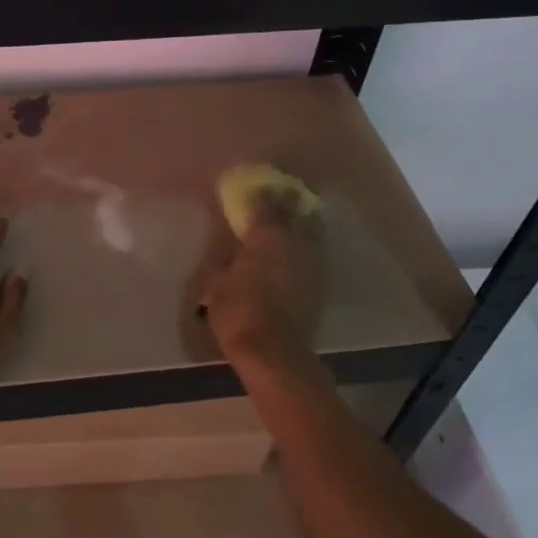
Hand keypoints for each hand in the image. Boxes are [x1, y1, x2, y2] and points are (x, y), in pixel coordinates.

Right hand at [198, 191, 326, 366]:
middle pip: (295, 211)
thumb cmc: (238, 311)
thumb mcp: (216, 282)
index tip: (253, 186)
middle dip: (287, 201)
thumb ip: (224, 259)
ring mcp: (313, 261)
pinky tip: (299, 250)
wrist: (274, 350)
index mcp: (266, 235)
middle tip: (279, 194)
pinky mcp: (321, 282)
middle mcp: (295, 241)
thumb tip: (229, 250)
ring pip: (311, 230)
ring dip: (302, 222)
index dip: (259, 193)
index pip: (265, 204)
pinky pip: (314, 253)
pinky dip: (307, 246)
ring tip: (292, 218)